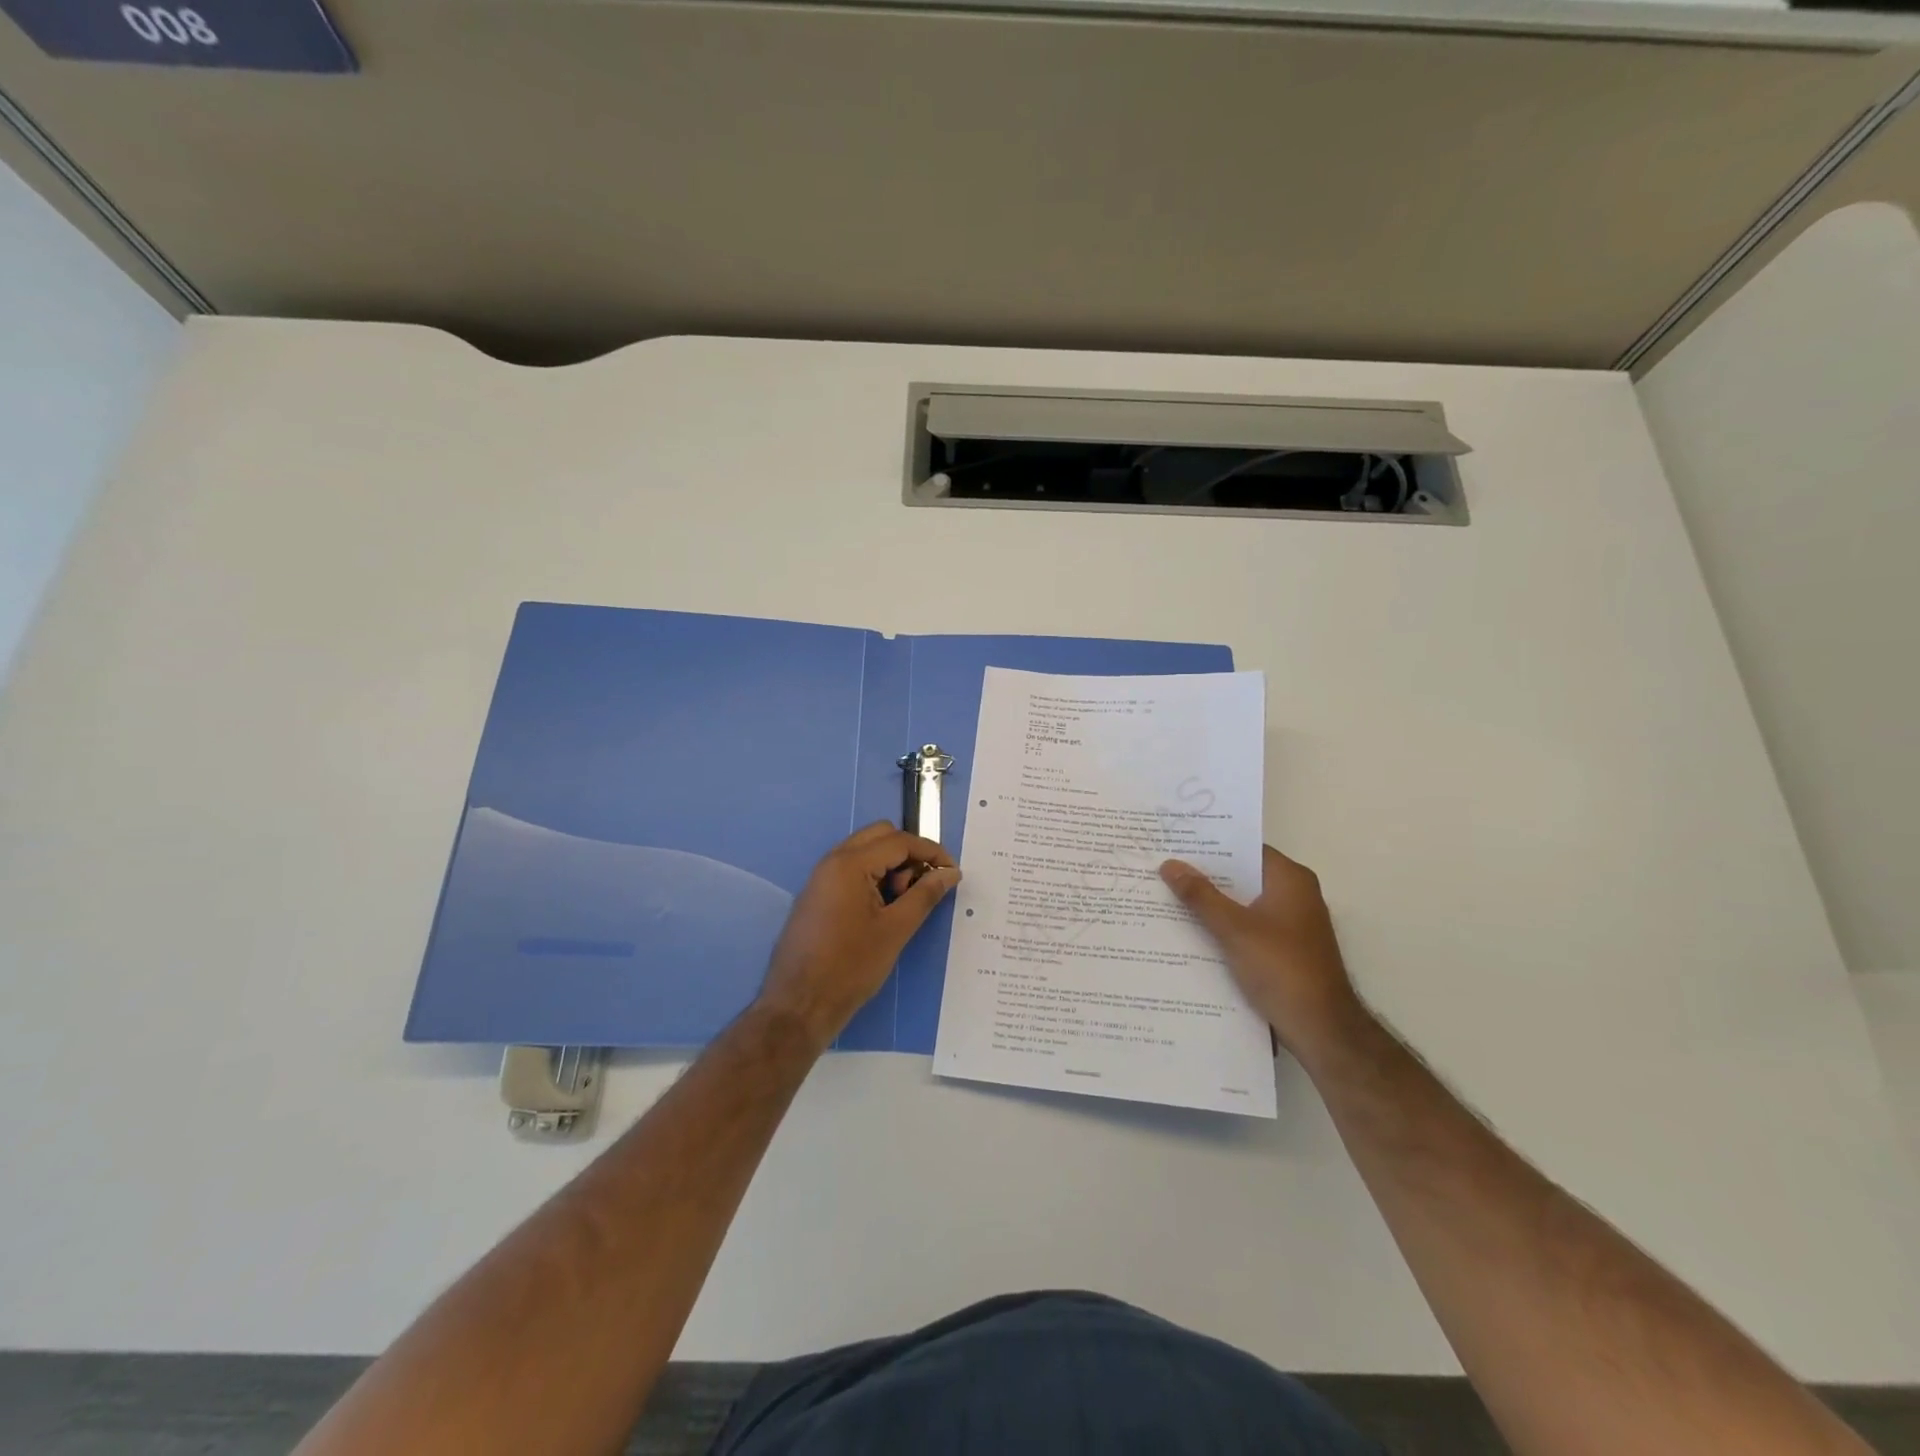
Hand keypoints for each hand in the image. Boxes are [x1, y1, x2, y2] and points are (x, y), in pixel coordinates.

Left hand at [757, 823, 960, 1049]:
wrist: (798, 1005)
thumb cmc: (850, 967)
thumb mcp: (896, 930)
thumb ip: (925, 894)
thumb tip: (950, 873)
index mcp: (850, 864)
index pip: (899, 841)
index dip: (931, 852)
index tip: (953, 872)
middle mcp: (832, 860)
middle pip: (880, 836)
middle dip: (909, 854)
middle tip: (923, 886)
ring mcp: (821, 877)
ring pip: (866, 852)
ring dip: (891, 866)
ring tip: (903, 904)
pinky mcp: (818, 894)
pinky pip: (851, 870)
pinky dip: (873, 877)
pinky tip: (883, 910)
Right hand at [1160, 846, 1365, 1060]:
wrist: (1322, 1028)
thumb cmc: (1281, 968)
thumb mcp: (1234, 929)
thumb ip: (1200, 896)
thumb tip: (1169, 864)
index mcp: (1290, 879)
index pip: (1246, 848)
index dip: (1211, 845)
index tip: (1176, 842)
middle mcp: (1295, 894)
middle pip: (1243, 875)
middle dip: (1206, 875)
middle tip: (1164, 867)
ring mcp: (1292, 923)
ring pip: (1244, 902)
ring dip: (1213, 902)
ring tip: (1169, 895)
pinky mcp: (1286, 948)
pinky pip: (1249, 925)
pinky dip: (1225, 925)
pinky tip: (1193, 931)